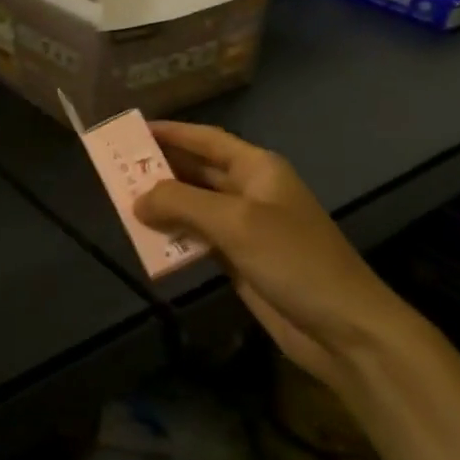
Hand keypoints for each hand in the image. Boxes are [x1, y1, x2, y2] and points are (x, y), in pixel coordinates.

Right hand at [135, 122, 413, 384]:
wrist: (342, 328)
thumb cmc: (293, 260)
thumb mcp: (235, 223)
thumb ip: (182, 203)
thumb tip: (137, 199)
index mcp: (258, 169)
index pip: (206, 140)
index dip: (171, 132)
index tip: (132, 131)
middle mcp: (251, 191)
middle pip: (197, 171)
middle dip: (160, 169)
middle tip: (116, 169)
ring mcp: (246, 228)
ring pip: (195, 207)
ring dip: (164, 206)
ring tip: (122, 203)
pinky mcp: (241, 260)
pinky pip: (199, 239)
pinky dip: (175, 237)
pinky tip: (148, 240)